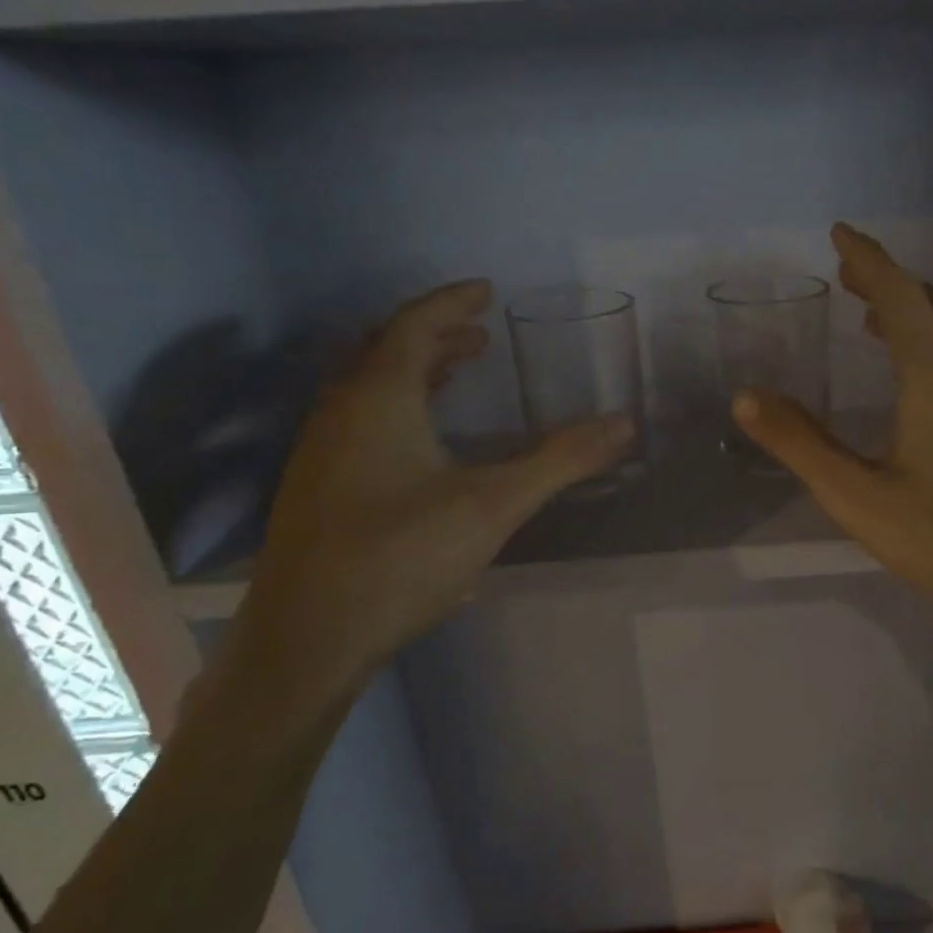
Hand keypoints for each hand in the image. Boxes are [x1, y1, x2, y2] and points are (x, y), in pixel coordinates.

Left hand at [233, 280, 632, 692]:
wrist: (308, 641)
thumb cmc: (401, 558)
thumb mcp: (494, 505)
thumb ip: (560, 460)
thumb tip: (625, 423)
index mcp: (378, 399)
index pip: (414, 326)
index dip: (452, 303)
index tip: (486, 291)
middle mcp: (340, 413)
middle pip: (385, 350)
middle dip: (435, 335)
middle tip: (480, 336)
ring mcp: (320, 452)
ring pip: (368, 387)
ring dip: (415, 371)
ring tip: (458, 373)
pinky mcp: (317, 489)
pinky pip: (360, 420)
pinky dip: (398, 406)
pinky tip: (424, 442)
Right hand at [734, 224, 932, 638]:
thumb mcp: (857, 496)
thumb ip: (800, 444)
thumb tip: (747, 398)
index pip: (899, 294)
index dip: (867, 259)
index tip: (839, 233)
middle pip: (931, 302)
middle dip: (887, 281)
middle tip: (847, 275)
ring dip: (914, 310)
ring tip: (874, 319)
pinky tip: (920, 371)